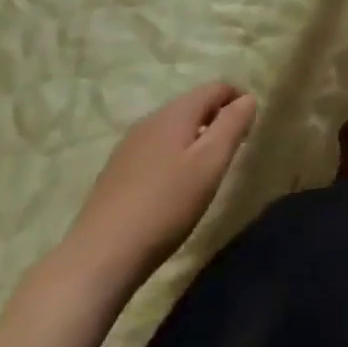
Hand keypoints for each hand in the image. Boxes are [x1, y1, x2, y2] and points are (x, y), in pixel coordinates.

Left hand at [60, 83, 257, 295]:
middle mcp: (149, 121)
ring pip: (172, 129)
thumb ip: (232, 125)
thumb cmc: (165, 205)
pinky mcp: (114, 174)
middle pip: (193, 106)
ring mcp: (127, 147)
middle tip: (231, 152)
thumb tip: (247, 98)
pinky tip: (172, 190)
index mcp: (175, 113)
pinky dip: (173, 157)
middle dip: (216, 120)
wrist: (98, 259)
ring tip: (204, 173)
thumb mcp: (211, 163)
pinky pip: (154, 151)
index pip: (215, 88)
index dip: (238, 100)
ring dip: (194, 140)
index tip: (249, 129)